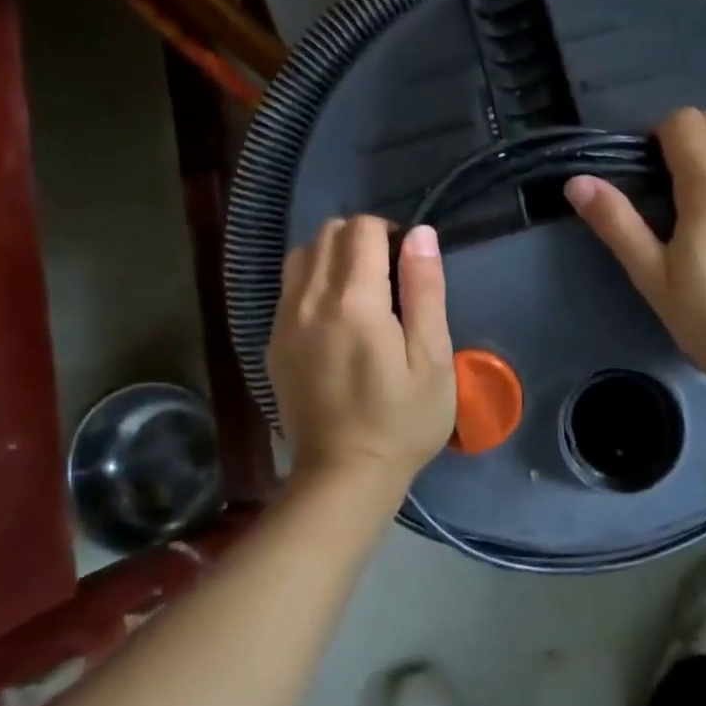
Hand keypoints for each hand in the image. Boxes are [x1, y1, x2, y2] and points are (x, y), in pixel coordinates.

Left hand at [268, 217, 457, 501]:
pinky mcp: (273, 343)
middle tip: (388, 275)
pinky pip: (289, 288)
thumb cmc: (401, 422)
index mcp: (355, 303)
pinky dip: (312, 281)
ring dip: (332, 256)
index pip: (362, 229)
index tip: (408, 264)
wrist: (342, 476)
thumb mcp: (432, 360)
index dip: (389, 232)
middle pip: (327, 233)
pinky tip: (334, 317)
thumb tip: (420, 234)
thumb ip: (425, 291)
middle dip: (360, 238)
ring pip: (302, 255)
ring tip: (359, 290)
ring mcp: (284, 322)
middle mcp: (310, 301)